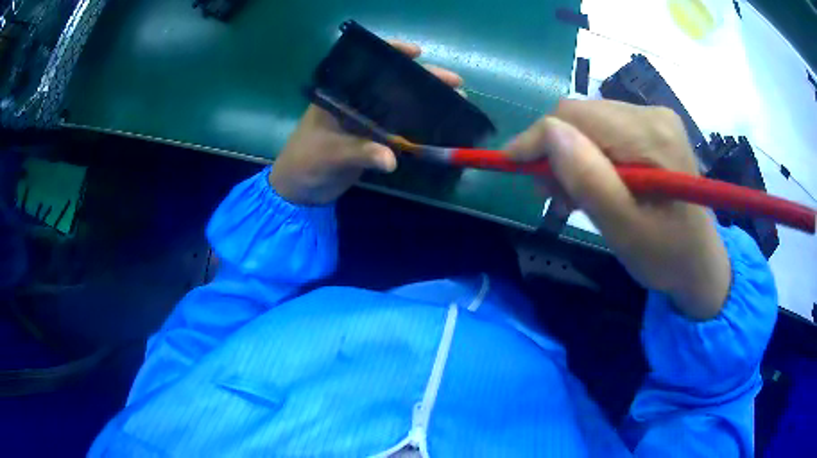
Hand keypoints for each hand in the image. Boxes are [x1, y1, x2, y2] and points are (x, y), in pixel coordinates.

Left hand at [270, 42, 463, 205]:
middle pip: (393, 83)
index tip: (417, 52)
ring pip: (400, 105)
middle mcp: (356, 101)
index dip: (392, 53)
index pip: (367, 65)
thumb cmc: (306, 163)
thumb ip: (359, 153)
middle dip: (423, 79)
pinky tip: (441, 126)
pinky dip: (419, 126)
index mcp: (340, 94)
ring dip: (427, 102)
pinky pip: (400, 128)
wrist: (299, 190)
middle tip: (455, 83)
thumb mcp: (330, 155)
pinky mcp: (373, 139)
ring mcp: (366, 120)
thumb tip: (392, 159)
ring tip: (458, 102)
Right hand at [507, 100, 730, 319]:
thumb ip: (589, 180)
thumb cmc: (666, 256)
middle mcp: (653, 114)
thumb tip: (547, 134)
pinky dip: (588, 156)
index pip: (576, 117)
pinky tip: (593, 184)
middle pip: (581, 116)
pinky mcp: (653, 129)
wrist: (699, 263)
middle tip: (550, 195)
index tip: (510, 166)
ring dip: (570, 156)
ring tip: (572, 197)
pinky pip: (605, 131)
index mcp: (652, 136)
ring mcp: (655, 118)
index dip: (538, 138)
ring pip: (589, 122)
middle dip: (555, 151)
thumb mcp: (625, 230)